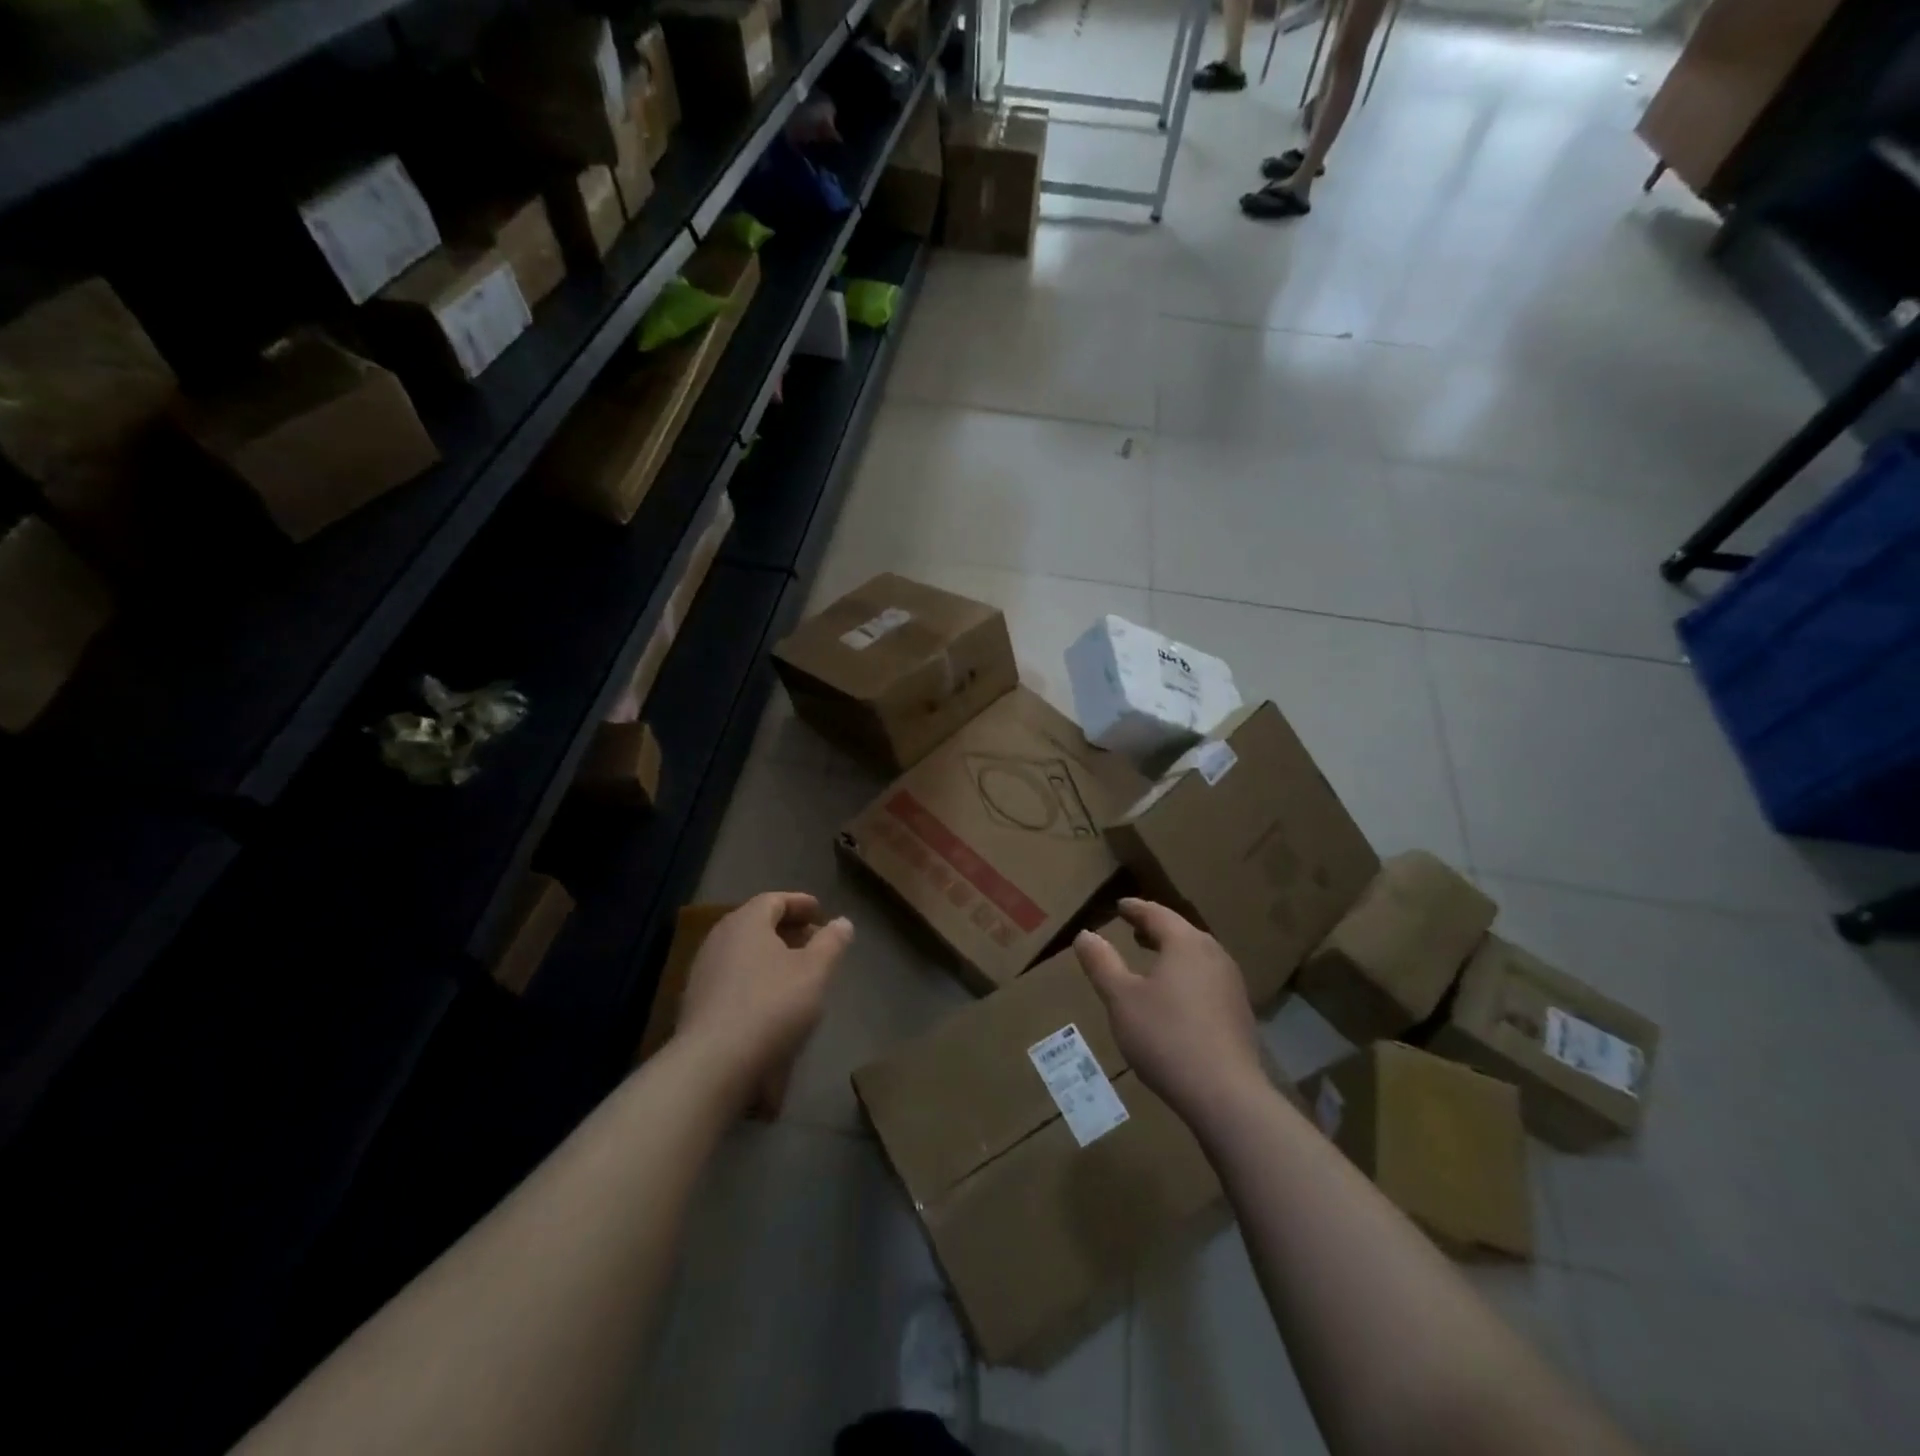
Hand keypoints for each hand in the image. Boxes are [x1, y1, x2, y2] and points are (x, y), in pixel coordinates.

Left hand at [676, 892, 852, 1110]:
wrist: (713, 1063)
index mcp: (746, 922)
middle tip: (813, 941)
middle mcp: (719, 938)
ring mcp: (703, 971)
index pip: (774, 900)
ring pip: (743, 952)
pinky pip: (732, 977)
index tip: (820, 911)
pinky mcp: (695, 1003)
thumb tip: (842, 922)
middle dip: (787, 929)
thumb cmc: (771, 1005)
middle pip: (756, 924)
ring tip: (796, 972)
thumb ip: (831, 942)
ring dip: (770, 955)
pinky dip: (754, 978)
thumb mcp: (815, 971)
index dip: (800, 903)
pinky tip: (770, 1000)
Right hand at [1073, 898, 1264, 1122]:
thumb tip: (1085, 935)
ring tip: (1153, 961)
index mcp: (1186, 943)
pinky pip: (1207, 979)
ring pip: (1197, 956)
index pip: (1157, 914)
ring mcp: (1231, 984)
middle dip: (1156, 929)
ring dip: (1173, 953)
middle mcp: (1214, 955)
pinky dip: (1187, 976)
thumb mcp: (1121, 999)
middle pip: (1181, 932)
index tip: (1120, 905)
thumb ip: (1102, 963)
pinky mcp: (1239, 1013)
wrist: (1225, 1094)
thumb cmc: (1166, 1037)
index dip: (1136, 909)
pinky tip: (1176, 998)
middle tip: (1134, 930)